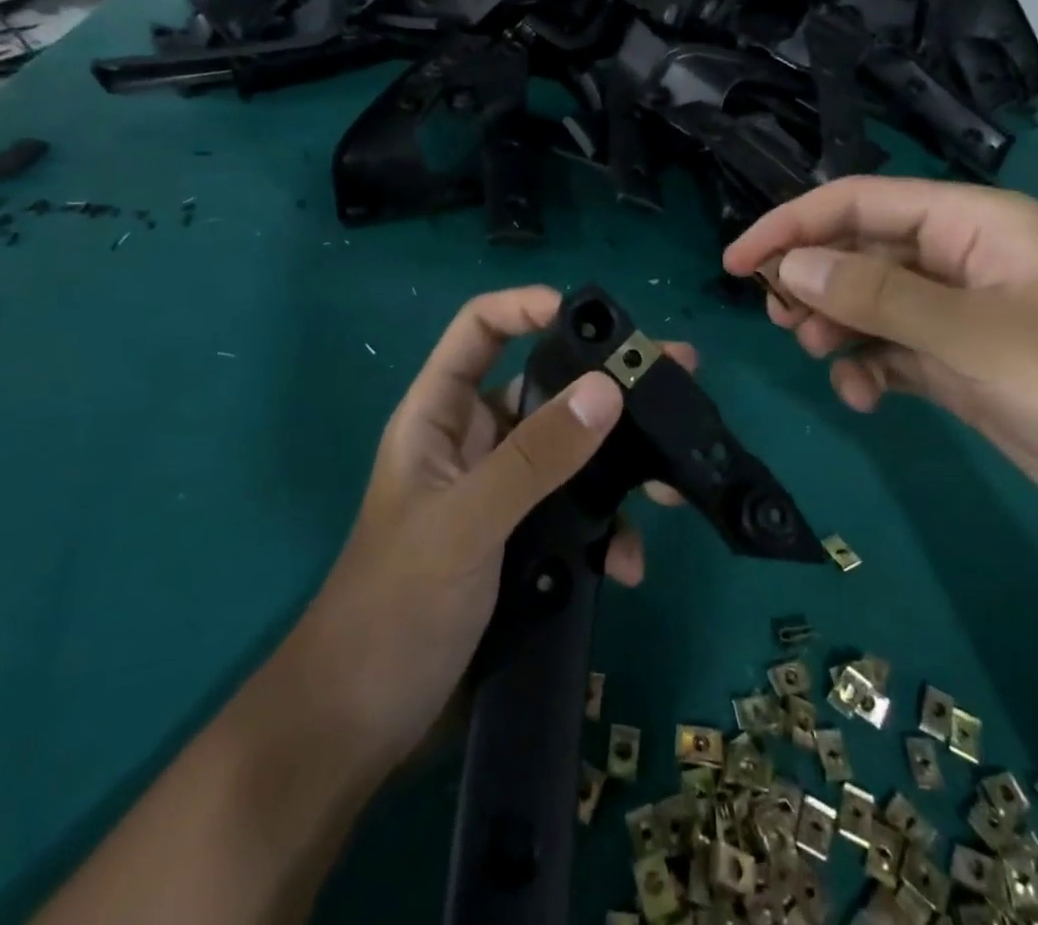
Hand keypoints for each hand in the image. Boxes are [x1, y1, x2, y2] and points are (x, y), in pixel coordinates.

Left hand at [290, 286, 687, 769]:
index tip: (591, 316)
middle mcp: (475, 444)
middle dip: (605, 385)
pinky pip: (579, 515)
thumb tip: (608, 389)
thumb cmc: (394, 608)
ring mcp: (503, 496)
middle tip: (674, 379)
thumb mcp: (465, 524)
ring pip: (572, 454)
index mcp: (439, 417)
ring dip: (621, 467)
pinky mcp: (526, 545)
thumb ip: (535, 458)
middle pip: (544, 388)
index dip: (524, 307)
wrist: (363, 730)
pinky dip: (608, 532)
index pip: (478, 330)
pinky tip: (627, 565)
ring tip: (672, 485)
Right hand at [724, 177, 1037, 548]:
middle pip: (862, 252)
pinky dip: (870, 368)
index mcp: (973, 223)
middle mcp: (964, 260)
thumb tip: (791, 265)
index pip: (859, 203)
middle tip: (778, 318)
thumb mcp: (975, 334)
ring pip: (874, 304)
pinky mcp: (970, 368)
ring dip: (837, 326)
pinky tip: (862, 397)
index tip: (737, 263)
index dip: (792, 225)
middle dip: (813, 280)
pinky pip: (897, 353)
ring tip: (818, 356)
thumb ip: (876, 297)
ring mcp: (967, 316)